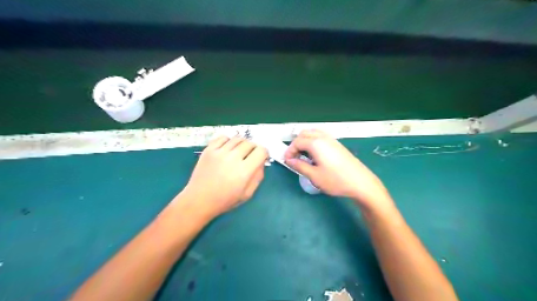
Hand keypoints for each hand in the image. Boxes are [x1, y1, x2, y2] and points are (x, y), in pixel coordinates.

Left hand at [181, 137, 267, 217]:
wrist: (199, 200)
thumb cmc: (225, 200)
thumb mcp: (247, 194)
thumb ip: (258, 176)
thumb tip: (261, 161)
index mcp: (244, 171)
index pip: (261, 151)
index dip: (264, 153)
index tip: (261, 158)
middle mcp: (233, 158)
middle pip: (250, 143)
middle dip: (254, 148)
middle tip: (250, 156)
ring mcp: (219, 152)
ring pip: (237, 139)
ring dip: (242, 144)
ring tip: (239, 152)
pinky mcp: (209, 150)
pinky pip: (223, 137)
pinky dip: (229, 140)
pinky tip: (228, 149)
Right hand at [285, 130, 392, 210]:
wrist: (360, 183)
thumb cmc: (336, 180)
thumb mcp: (314, 176)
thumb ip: (299, 166)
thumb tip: (289, 160)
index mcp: (316, 143)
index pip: (297, 142)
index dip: (289, 151)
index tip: (287, 161)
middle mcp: (323, 138)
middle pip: (304, 134)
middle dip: (296, 144)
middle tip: (294, 157)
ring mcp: (332, 140)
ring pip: (313, 133)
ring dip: (305, 141)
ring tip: (303, 155)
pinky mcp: (338, 144)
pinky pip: (321, 137)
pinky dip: (313, 141)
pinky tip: (315, 155)